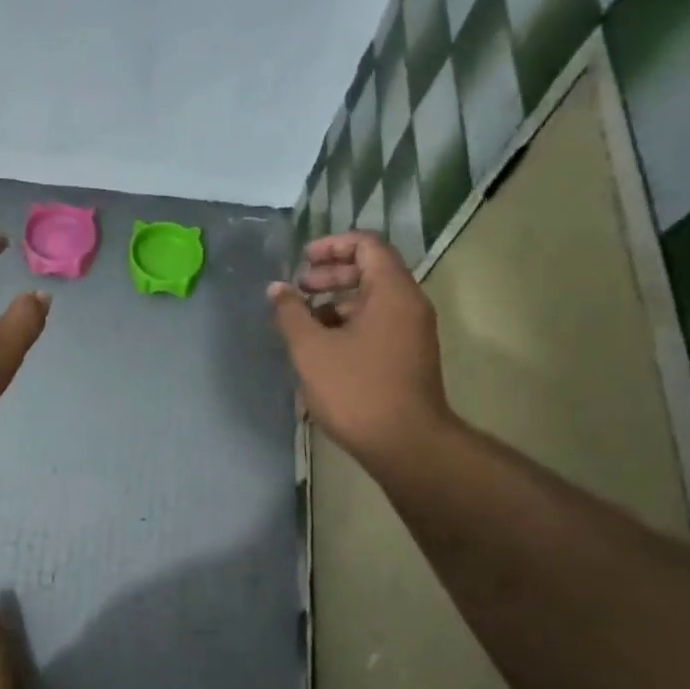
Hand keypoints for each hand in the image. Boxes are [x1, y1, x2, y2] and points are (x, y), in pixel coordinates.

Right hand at [268, 232, 452, 462]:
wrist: (406, 443)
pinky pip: (378, 323)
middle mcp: (409, 304)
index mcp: (392, 291)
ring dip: (337, 302)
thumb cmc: (356, 389)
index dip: (332, 245)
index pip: (367, 245)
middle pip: (371, 270)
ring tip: (304, 322)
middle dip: (331, 275)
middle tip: (299, 290)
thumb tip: (277, 289)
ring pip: (373, 300)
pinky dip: (350, 323)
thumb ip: (290, 313)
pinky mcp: (408, 356)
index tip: (302, 261)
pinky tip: (323, 347)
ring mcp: (412, 332)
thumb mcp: (311, 349)